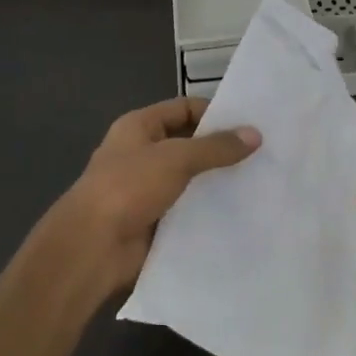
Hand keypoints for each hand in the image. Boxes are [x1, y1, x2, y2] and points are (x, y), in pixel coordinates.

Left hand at [42, 97, 259, 297]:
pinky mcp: (154, 221)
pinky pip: (187, 210)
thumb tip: (255, 134)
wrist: (93, 247)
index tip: (250, 123)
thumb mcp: (176, 158)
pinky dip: (207, 211)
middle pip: (188, 144)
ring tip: (258, 183)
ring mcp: (146, 190)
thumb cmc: (129, 187)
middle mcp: (142, 154)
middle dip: (220, 150)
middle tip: (262, 154)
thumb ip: (216, 147)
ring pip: (190, 180)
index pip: (182, 109)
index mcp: (138, 127)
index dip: (213, 113)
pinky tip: (238, 214)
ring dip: (216, 183)